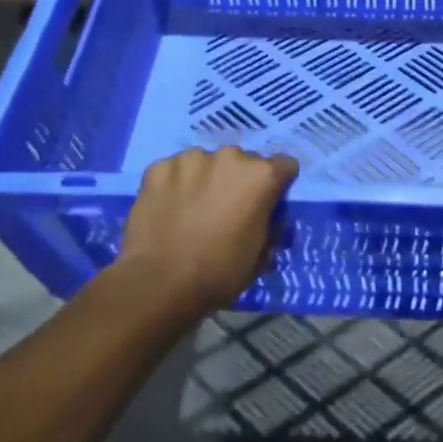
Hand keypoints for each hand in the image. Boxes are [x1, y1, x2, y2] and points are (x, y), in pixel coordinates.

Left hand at [115, 146, 299, 313]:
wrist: (158, 285)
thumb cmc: (218, 273)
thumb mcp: (260, 256)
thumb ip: (270, 226)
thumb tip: (267, 218)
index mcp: (261, 176)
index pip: (284, 165)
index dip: (277, 185)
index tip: (266, 203)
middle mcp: (230, 156)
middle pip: (242, 162)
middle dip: (238, 180)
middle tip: (225, 209)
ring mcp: (191, 158)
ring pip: (206, 162)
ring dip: (205, 178)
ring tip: (192, 209)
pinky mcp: (158, 167)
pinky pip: (174, 170)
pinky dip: (174, 184)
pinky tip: (167, 209)